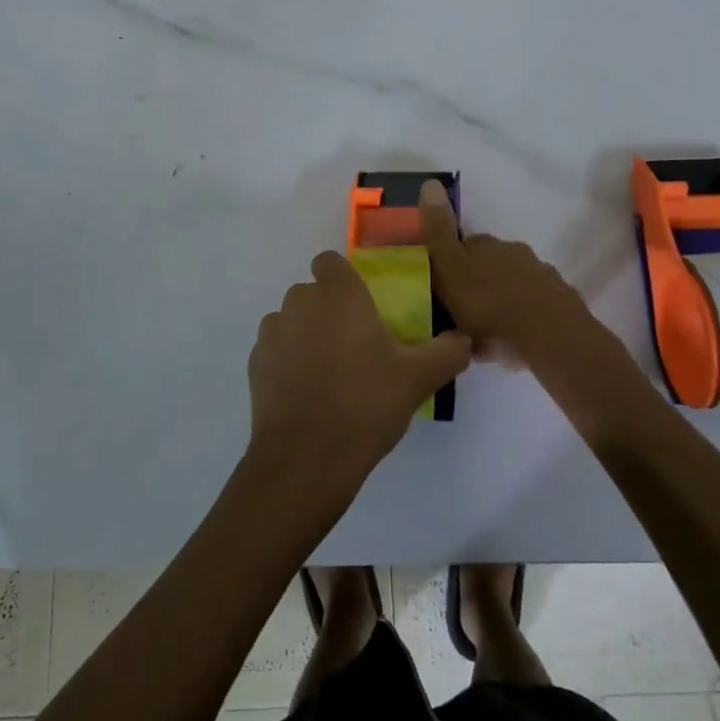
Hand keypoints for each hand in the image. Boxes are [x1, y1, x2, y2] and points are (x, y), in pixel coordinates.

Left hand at [246, 251, 470, 501]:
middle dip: (329, 310)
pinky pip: (275, 350)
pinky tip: (307, 394)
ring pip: (291, 320)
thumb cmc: (365, 404)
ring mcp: (272, 332)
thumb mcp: (419, 378)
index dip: (344, 279)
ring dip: (306, 335)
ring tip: (330, 374)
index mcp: (338, 294)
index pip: (330, 262)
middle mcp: (300, 302)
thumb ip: (448, 351)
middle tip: (356, 347)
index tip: (363, 307)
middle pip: (312, 293)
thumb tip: (463, 340)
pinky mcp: (255, 364)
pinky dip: (288, 362)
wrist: (306, 458)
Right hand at [418, 180, 596, 360]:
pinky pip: (532, 306)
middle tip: (462, 313)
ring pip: (512, 284)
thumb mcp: (450, 268)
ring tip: (487, 331)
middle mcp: (514, 252)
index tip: (441, 286)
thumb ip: (438, 231)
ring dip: (500, 299)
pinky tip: (513, 339)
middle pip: (489, 263)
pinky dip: (522, 317)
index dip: (451, 262)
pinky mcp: (558, 302)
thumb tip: (430, 182)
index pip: (463, 245)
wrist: (548, 335)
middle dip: (478, 282)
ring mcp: (540, 276)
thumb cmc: (488, 304)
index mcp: (486, 245)